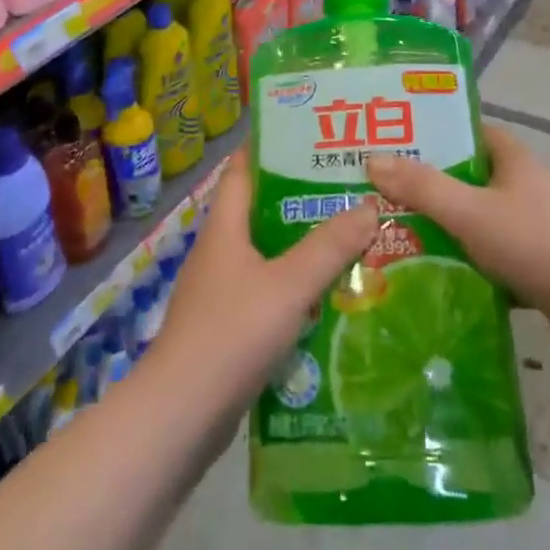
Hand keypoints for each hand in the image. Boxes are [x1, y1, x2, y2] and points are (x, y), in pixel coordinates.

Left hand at [143, 156, 378, 417]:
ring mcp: (220, 292)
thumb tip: (368, 206)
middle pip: (261, 211)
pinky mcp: (227, 328)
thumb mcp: (288, 285)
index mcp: (225, 228)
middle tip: (349, 189)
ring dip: (303, 247)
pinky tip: (329, 298)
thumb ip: (328, 247)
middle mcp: (220, 252)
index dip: (270, 147)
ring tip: (352, 237)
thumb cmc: (231, 334)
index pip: (243, 170)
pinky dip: (296, 288)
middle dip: (301, 199)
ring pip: (267, 255)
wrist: (181, 415)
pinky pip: (268, 293)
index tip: (310, 134)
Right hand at [367, 124, 549, 370]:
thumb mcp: (470, 212)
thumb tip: (373, 160)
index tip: (398, 144)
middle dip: (432, 186)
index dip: (437, 134)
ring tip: (400, 236)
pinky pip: (495, 257)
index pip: (472, 133)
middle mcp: (527, 189)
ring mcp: (537, 229)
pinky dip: (470, 264)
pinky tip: (438, 277)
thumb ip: (422, 187)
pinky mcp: (542, 267)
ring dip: (449, 228)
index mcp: (515, 162)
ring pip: (482, 221)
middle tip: (386, 195)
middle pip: (472, 178)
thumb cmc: (536, 244)